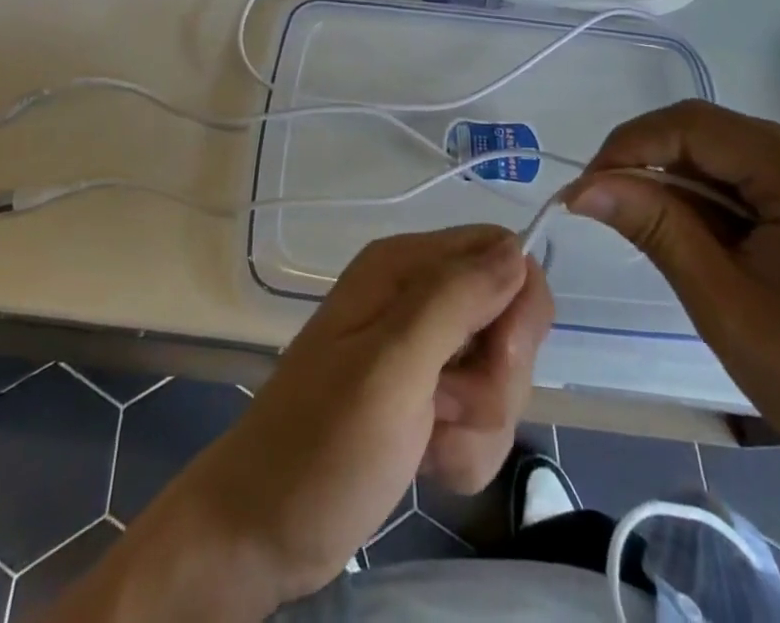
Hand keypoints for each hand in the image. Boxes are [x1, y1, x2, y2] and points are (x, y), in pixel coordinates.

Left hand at [148, 226, 553, 610]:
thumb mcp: (390, 365)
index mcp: (404, 266)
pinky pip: (483, 419)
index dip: (516, 306)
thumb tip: (517, 249)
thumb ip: (454, 301)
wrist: (262, 530)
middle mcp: (418, 297)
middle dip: (495, 378)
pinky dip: (465, 451)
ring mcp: (423, 352)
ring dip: (477, 424)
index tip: (496, 358)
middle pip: (509, 319)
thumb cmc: (321, 442)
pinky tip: (425, 463)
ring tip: (426, 441)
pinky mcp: (426, 400)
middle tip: (445, 405)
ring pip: (500, 377)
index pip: (501, 253)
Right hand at [565, 99, 779, 516]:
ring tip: (668, 239)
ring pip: (735, 153)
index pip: (693, 125)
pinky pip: (764, 173)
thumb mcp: (725, 307)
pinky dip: (725, 198)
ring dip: (689, 187)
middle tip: (615, 217)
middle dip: (657, 169)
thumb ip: (655, 227)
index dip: (629, 147)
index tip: (585, 190)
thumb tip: (583, 187)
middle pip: (714, 135)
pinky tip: (717, 241)